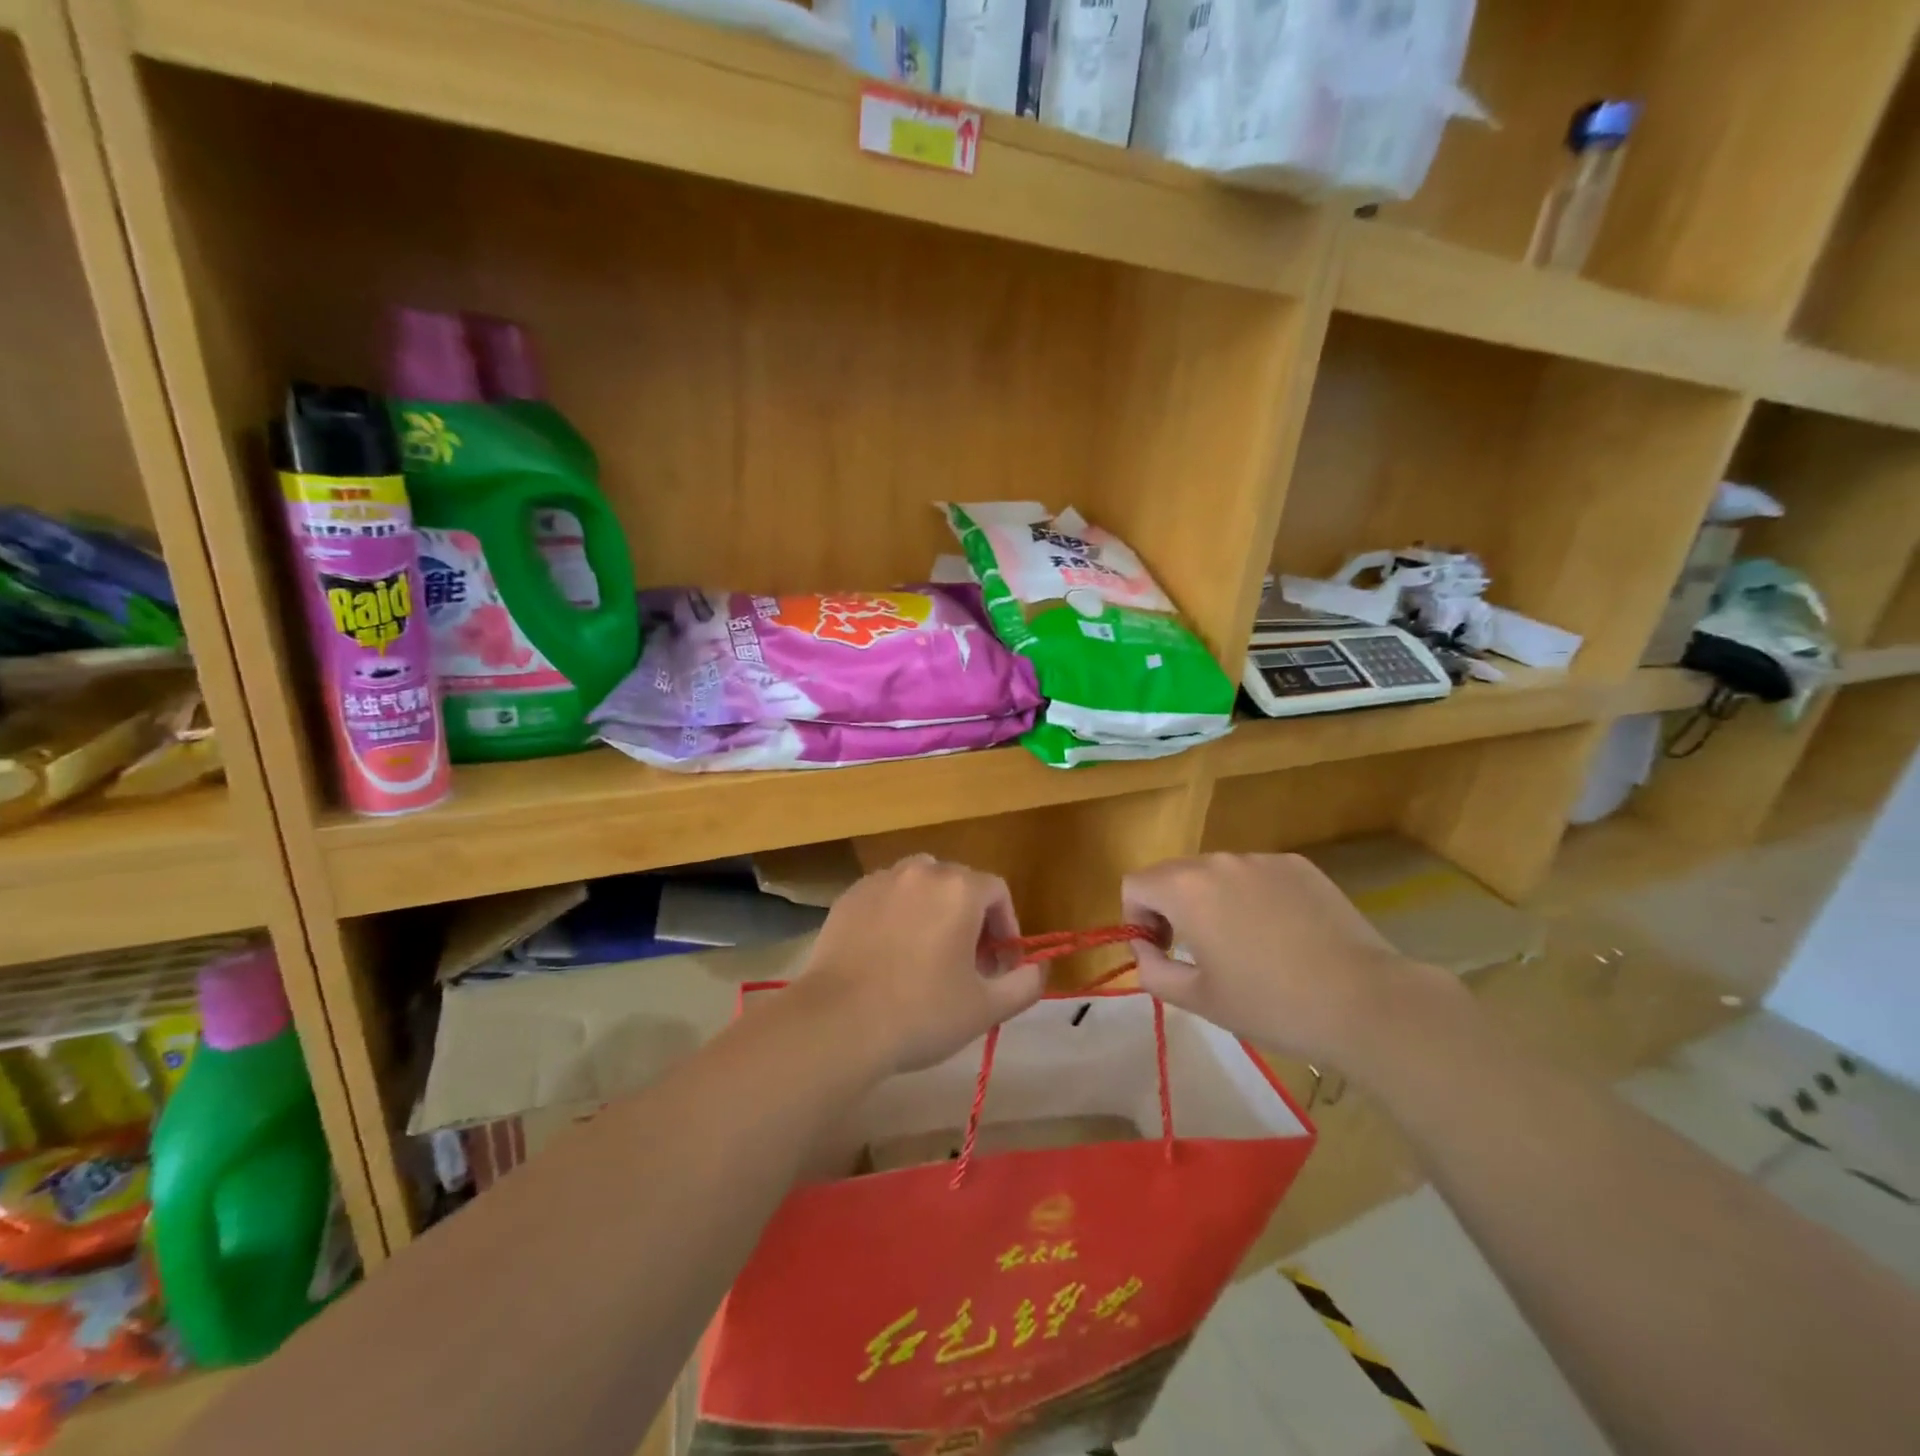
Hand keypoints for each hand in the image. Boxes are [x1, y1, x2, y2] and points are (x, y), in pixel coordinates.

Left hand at [797, 855, 1044, 1074]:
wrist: (839, 1021)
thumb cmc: (922, 1012)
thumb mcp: (986, 1008)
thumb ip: (1024, 984)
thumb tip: (1038, 969)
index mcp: (959, 889)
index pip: (997, 891)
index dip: (1006, 926)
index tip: (998, 964)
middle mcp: (921, 871)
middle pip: (958, 883)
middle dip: (970, 917)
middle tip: (965, 962)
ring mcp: (880, 881)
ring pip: (919, 884)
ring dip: (932, 910)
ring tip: (926, 953)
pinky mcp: (849, 897)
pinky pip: (885, 896)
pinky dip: (895, 914)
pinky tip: (888, 954)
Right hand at [1122, 852, 1460, 1069]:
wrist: (1364, 1002)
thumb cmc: (1270, 1004)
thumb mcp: (1198, 1000)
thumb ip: (1152, 970)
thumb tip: (1146, 950)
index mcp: (1186, 888)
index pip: (1135, 884)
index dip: (1136, 918)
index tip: (1160, 952)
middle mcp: (1219, 861)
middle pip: (1174, 875)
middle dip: (1172, 909)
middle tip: (1197, 954)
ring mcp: (1263, 859)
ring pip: (1217, 874)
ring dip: (1213, 902)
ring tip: (1246, 947)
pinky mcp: (1299, 866)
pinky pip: (1257, 875)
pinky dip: (1253, 898)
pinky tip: (1283, 936)